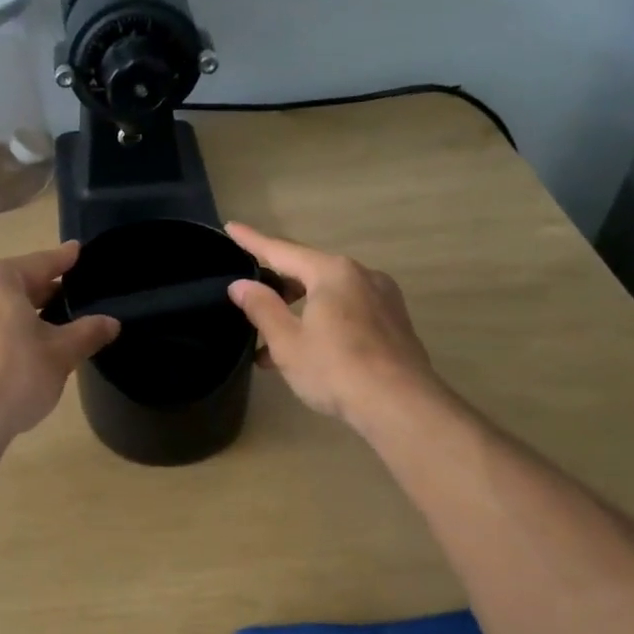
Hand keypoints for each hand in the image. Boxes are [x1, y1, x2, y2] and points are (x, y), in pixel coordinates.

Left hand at [0, 244, 119, 440]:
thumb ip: (86, 333)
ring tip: (22, 339)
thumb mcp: (61, 355)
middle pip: (6, 287)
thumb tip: (110, 323)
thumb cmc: (14, 375)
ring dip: (0, 320)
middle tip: (58, 302)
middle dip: (32, 295)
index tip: (75, 251)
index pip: (39, 263)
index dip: (62, 260)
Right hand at [225, 223, 436, 425]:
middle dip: (278, 287)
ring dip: (299, 312)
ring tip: (272, 341)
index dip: (252, 241)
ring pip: (329, 296)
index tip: (232, 227)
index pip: (282, 251)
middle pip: (309, 272)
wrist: (401, 405)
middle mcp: (361, 275)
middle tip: (250, 299)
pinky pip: (348, 311)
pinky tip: (308, 351)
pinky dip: (323, 322)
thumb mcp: (288, 341)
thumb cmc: (336, 369)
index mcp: (332, 272)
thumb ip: (262, 308)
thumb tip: (241, 285)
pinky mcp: (394, 323)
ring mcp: (383, 299)